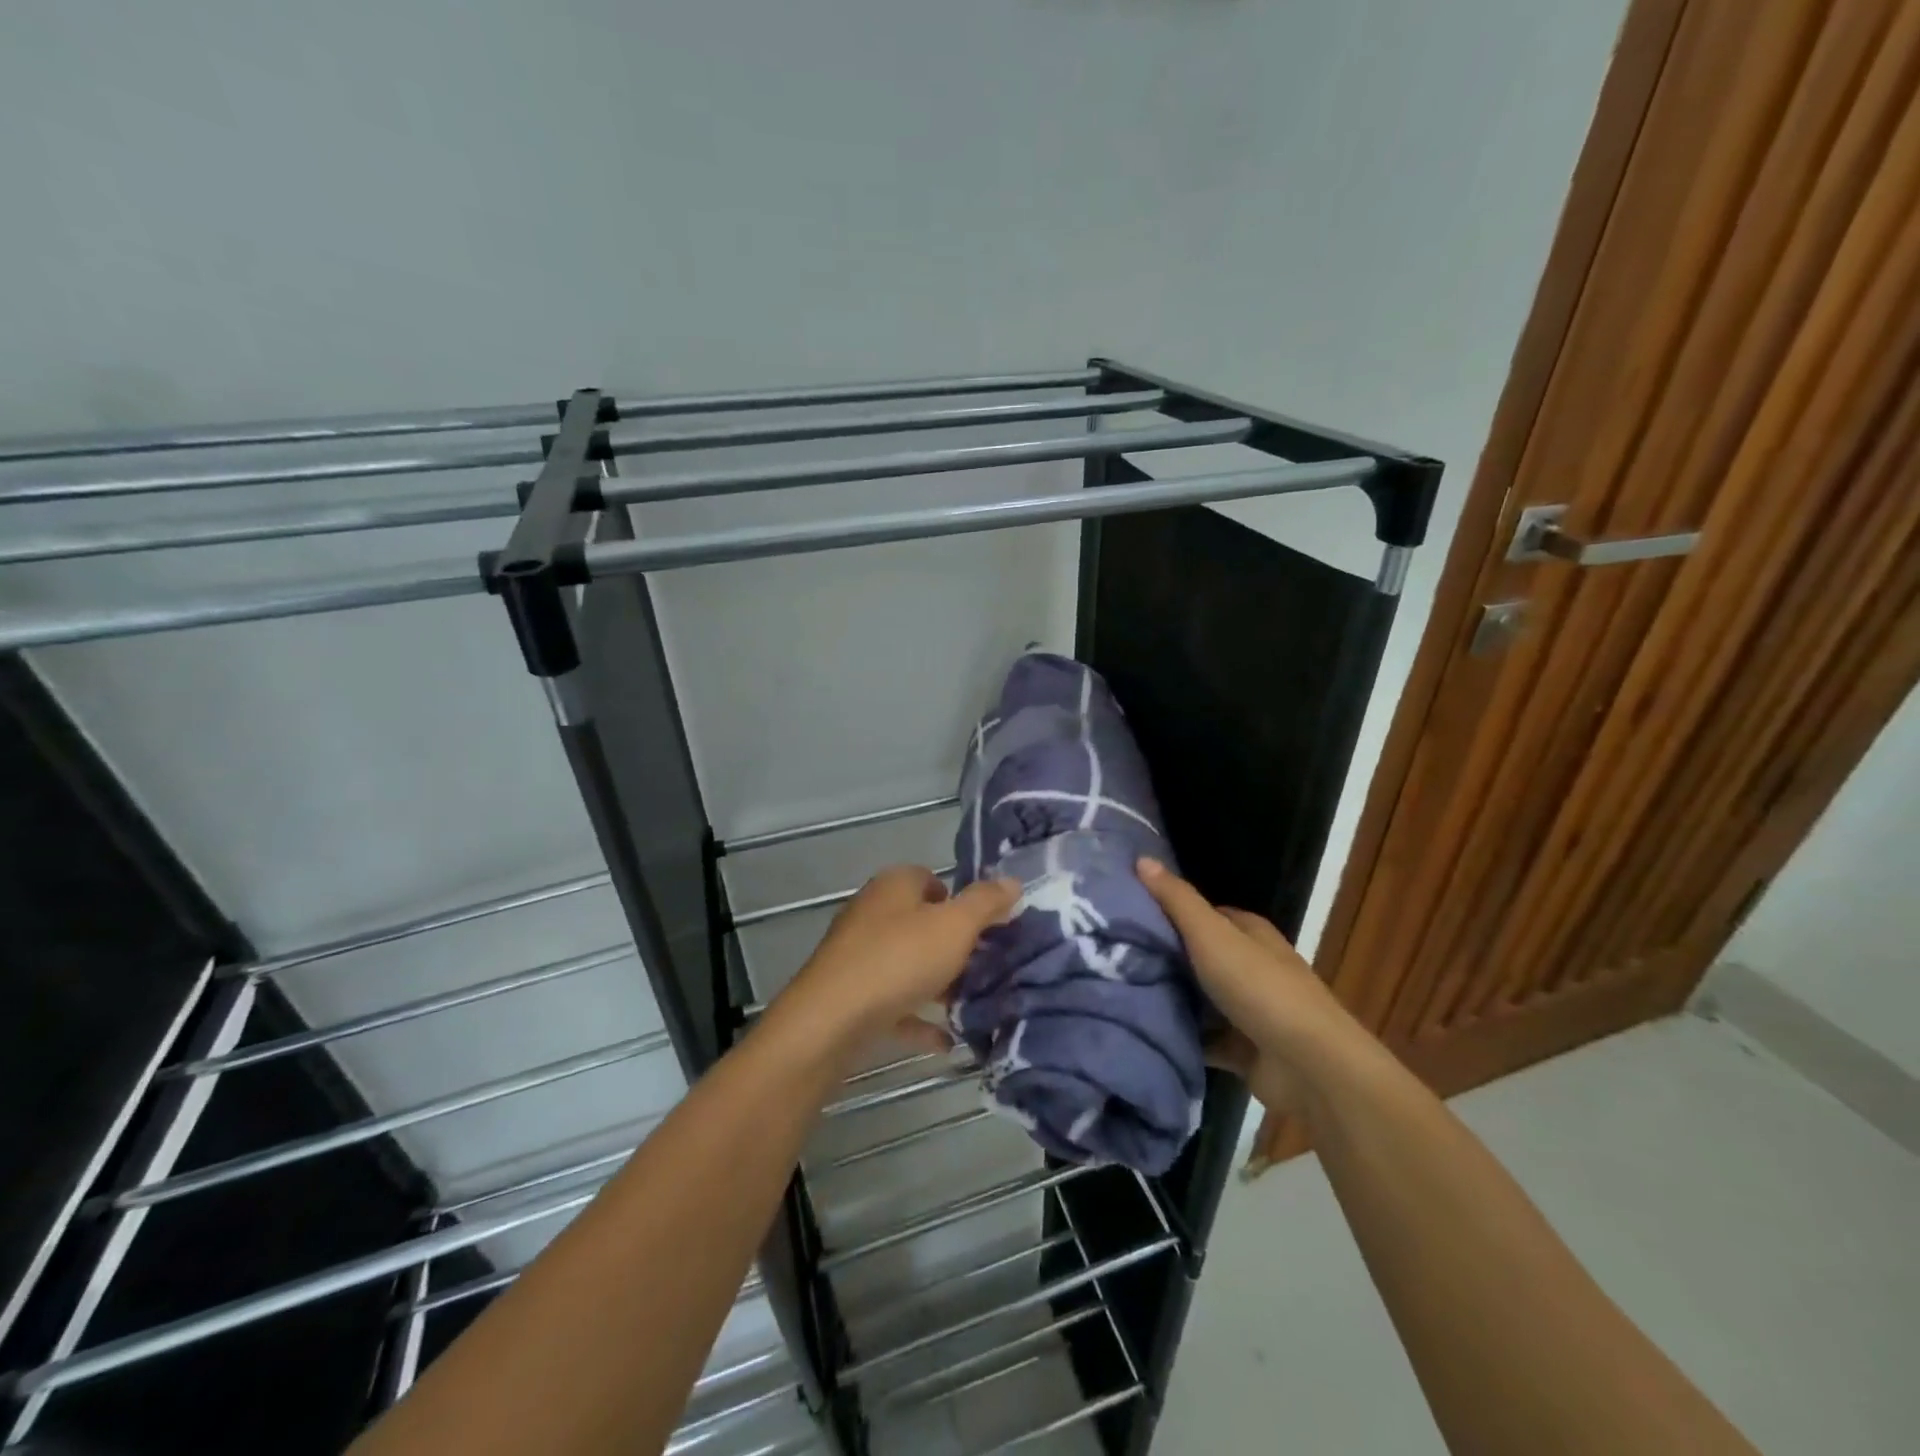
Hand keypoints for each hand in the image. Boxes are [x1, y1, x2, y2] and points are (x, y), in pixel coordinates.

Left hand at [777, 865, 1019, 1050]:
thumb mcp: (954, 926)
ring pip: (907, 963)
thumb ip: (985, 903)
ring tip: (971, 1003)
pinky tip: (946, 1041)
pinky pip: (893, 1002)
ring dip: (936, 983)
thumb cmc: (898, 960)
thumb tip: (1012, 881)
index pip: (931, 879)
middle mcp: (872, 912)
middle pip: (920, 922)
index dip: (959, 900)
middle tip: (984, 966)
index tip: (986, 928)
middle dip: (952, 945)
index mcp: (894, 886)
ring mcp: (857, 954)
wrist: (830, 1021)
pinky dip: (917, 1017)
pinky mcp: (849, 994)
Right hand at [1137, 857, 1352, 1115]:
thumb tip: (1141, 858)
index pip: (1205, 914)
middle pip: (1199, 956)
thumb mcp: (1211, 934)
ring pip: (1200, 999)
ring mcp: (1250, 1010)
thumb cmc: (1259, 988)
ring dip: (1170, 999)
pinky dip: (1182, 1037)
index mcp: (1250, 933)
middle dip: (1164, 957)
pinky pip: (1204, 1039)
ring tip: (1119, 992)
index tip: (1127, 916)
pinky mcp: (1245, 1050)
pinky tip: (1145, 1031)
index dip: (1169, 912)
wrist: (1309, 1066)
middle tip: (1113, 956)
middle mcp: (1252, 967)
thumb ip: (1176, 900)